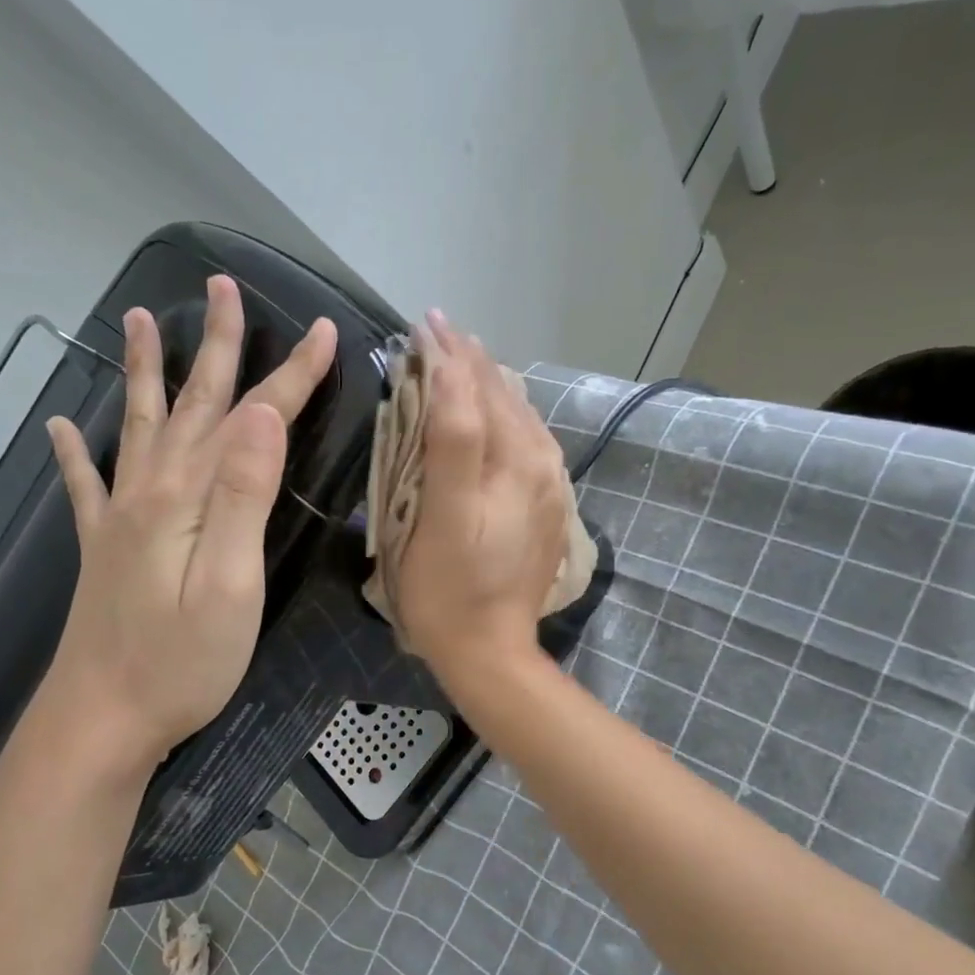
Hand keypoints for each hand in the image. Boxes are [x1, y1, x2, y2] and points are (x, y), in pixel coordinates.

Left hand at [45, 275, 336, 766]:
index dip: (291, 376)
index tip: (326, 333)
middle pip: (192, 405)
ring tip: (138, 320)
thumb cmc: (181, 663)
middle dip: (217, 347)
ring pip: (138, 426)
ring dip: (142, 372)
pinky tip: (60, 427)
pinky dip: (74, 452)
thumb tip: (261, 415)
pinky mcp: (104, 549)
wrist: (102, 719)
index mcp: (189, 498)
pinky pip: (86, 486)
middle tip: (222, 287)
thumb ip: (244, 497)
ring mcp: (121, 518)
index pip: (251, 420)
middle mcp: (150, 492)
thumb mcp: (230, 585)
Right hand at [395, 313, 570, 685]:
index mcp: (516, 462)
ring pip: (521, 418)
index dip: (451, 354)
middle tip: (437, 331)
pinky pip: (530, 444)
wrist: (490, 652)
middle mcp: (543, 465)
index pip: (481, 390)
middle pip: (506, 397)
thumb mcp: (441, 516)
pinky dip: (507, 416)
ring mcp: (550, 488)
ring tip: (463, 358)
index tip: (424, 322)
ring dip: (490, 384)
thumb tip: (449, 371)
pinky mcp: (548, 509)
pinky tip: (497, 411)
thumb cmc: (449, 589)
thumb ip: (452, 440)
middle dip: (471, 361)